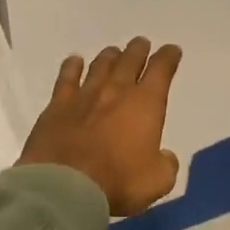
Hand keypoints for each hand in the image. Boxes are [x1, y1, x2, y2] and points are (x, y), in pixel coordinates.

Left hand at [19, 38, 181, 215]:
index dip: (168, 58)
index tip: (172, 51)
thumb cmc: (119, 182)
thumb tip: (164, 156)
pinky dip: (72, 67)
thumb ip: (165, 164)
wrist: (65, 185)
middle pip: (129, 61)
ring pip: (100, 66)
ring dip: (110, 57)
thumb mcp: (158, 181)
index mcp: (146, 104)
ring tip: (114, 52)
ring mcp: (84, 96)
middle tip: (141, 44)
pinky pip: (66, 78)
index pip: (161, 71)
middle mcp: (116, 91)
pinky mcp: (57, 106)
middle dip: (138, 51)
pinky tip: (74, 61)